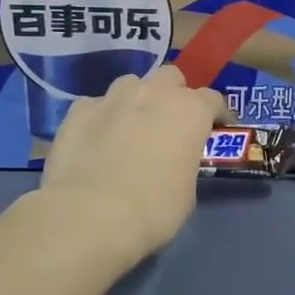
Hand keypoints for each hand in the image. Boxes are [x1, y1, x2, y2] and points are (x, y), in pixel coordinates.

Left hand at [38, 66, 228, 265]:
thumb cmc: (153, 210)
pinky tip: (96, 140)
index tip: (215, 128)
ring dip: (136, 100)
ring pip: (131, 84)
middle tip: (169, 123)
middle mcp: (154, 93)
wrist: (89, 217)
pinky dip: (100, 117)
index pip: (213, 99)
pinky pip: (95, 105)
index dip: (216, 114)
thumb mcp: (187, 193)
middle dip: (173, 95)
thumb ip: (184, 163)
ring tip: (130, 127)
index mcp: (190, 111)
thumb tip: (172, 163)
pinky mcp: (78, 111)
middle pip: (171, 77)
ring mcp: (112, 98)